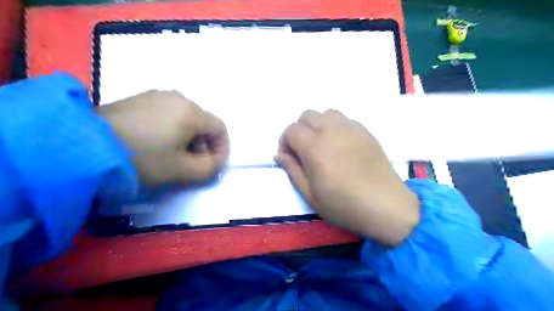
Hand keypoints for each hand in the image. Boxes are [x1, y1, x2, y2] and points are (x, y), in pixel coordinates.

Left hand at [97, 91, 229, 185]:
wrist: (86, 144)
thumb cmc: (143, 157)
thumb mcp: (182, 170)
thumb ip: (209, 168)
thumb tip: (217, 160)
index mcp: (192, 112)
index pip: (220, 128)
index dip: (222, 147)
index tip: (214, 164)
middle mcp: (179, 97)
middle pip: (203, 121)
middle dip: (204, 143)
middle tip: (193, 161)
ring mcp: (158, 95)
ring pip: (186, 116)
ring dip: (189, 135)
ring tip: (174, 152)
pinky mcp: (141, 97)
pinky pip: (168, 112)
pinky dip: (172, 127)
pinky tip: (157, 140)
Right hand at [277, 110, 419, 244]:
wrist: (385, 206)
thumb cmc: (343, 204)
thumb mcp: (310, 194)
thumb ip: (292, 170)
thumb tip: (279, 155)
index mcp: (315, 147)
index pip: (291, 130)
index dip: (284, 142)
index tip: (289, 158)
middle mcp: (331, 130)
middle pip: (307, 115)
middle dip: (299, 130)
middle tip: (304, 151)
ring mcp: (351, 128)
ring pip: (326, 113)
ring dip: (318, 125)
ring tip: (322, 145)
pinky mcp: (365, 131)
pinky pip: (344, 120)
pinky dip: (335, 127)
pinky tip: (341, 146)